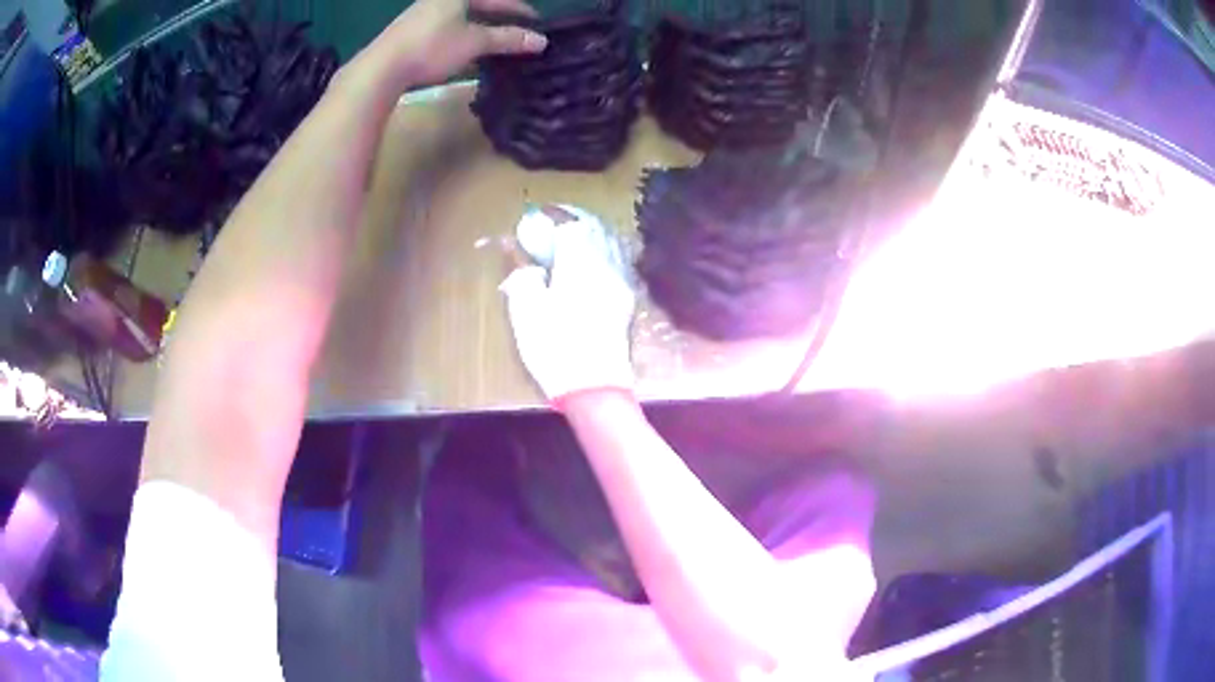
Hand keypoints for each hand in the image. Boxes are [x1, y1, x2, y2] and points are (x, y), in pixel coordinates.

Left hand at [354, 0, 546, 89]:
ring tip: (497, 48)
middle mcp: (439, 1)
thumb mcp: (475, 42)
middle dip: (500, 21)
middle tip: (518, 34)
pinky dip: (462, 42)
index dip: (519, 9)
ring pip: (461, 22)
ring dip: (481, 33)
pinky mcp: (410, 35)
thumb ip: (507, 39)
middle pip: (478, 7)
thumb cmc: (432, 46)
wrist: (382, 68)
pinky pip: (446, 33)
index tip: (536, 23)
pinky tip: (468, 59)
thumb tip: (541, 41)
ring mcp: (422, 17)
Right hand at [500, 206, 635, 403]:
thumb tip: (527, 266)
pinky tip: (591, 266)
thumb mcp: (526, 311)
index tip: (541, 214)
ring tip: (574, 241)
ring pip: (611, 245)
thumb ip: (523, 278)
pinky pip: (618, 264)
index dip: (556, 215)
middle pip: (597, 229)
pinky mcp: (627, 302)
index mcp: (580, 263)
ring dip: (593, 236)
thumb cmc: (555, 348)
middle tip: (556, 223)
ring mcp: (622, 284)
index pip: (572, 224)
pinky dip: (603, 255)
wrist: (595, 388)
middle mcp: (607, 266)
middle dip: (576, 221)